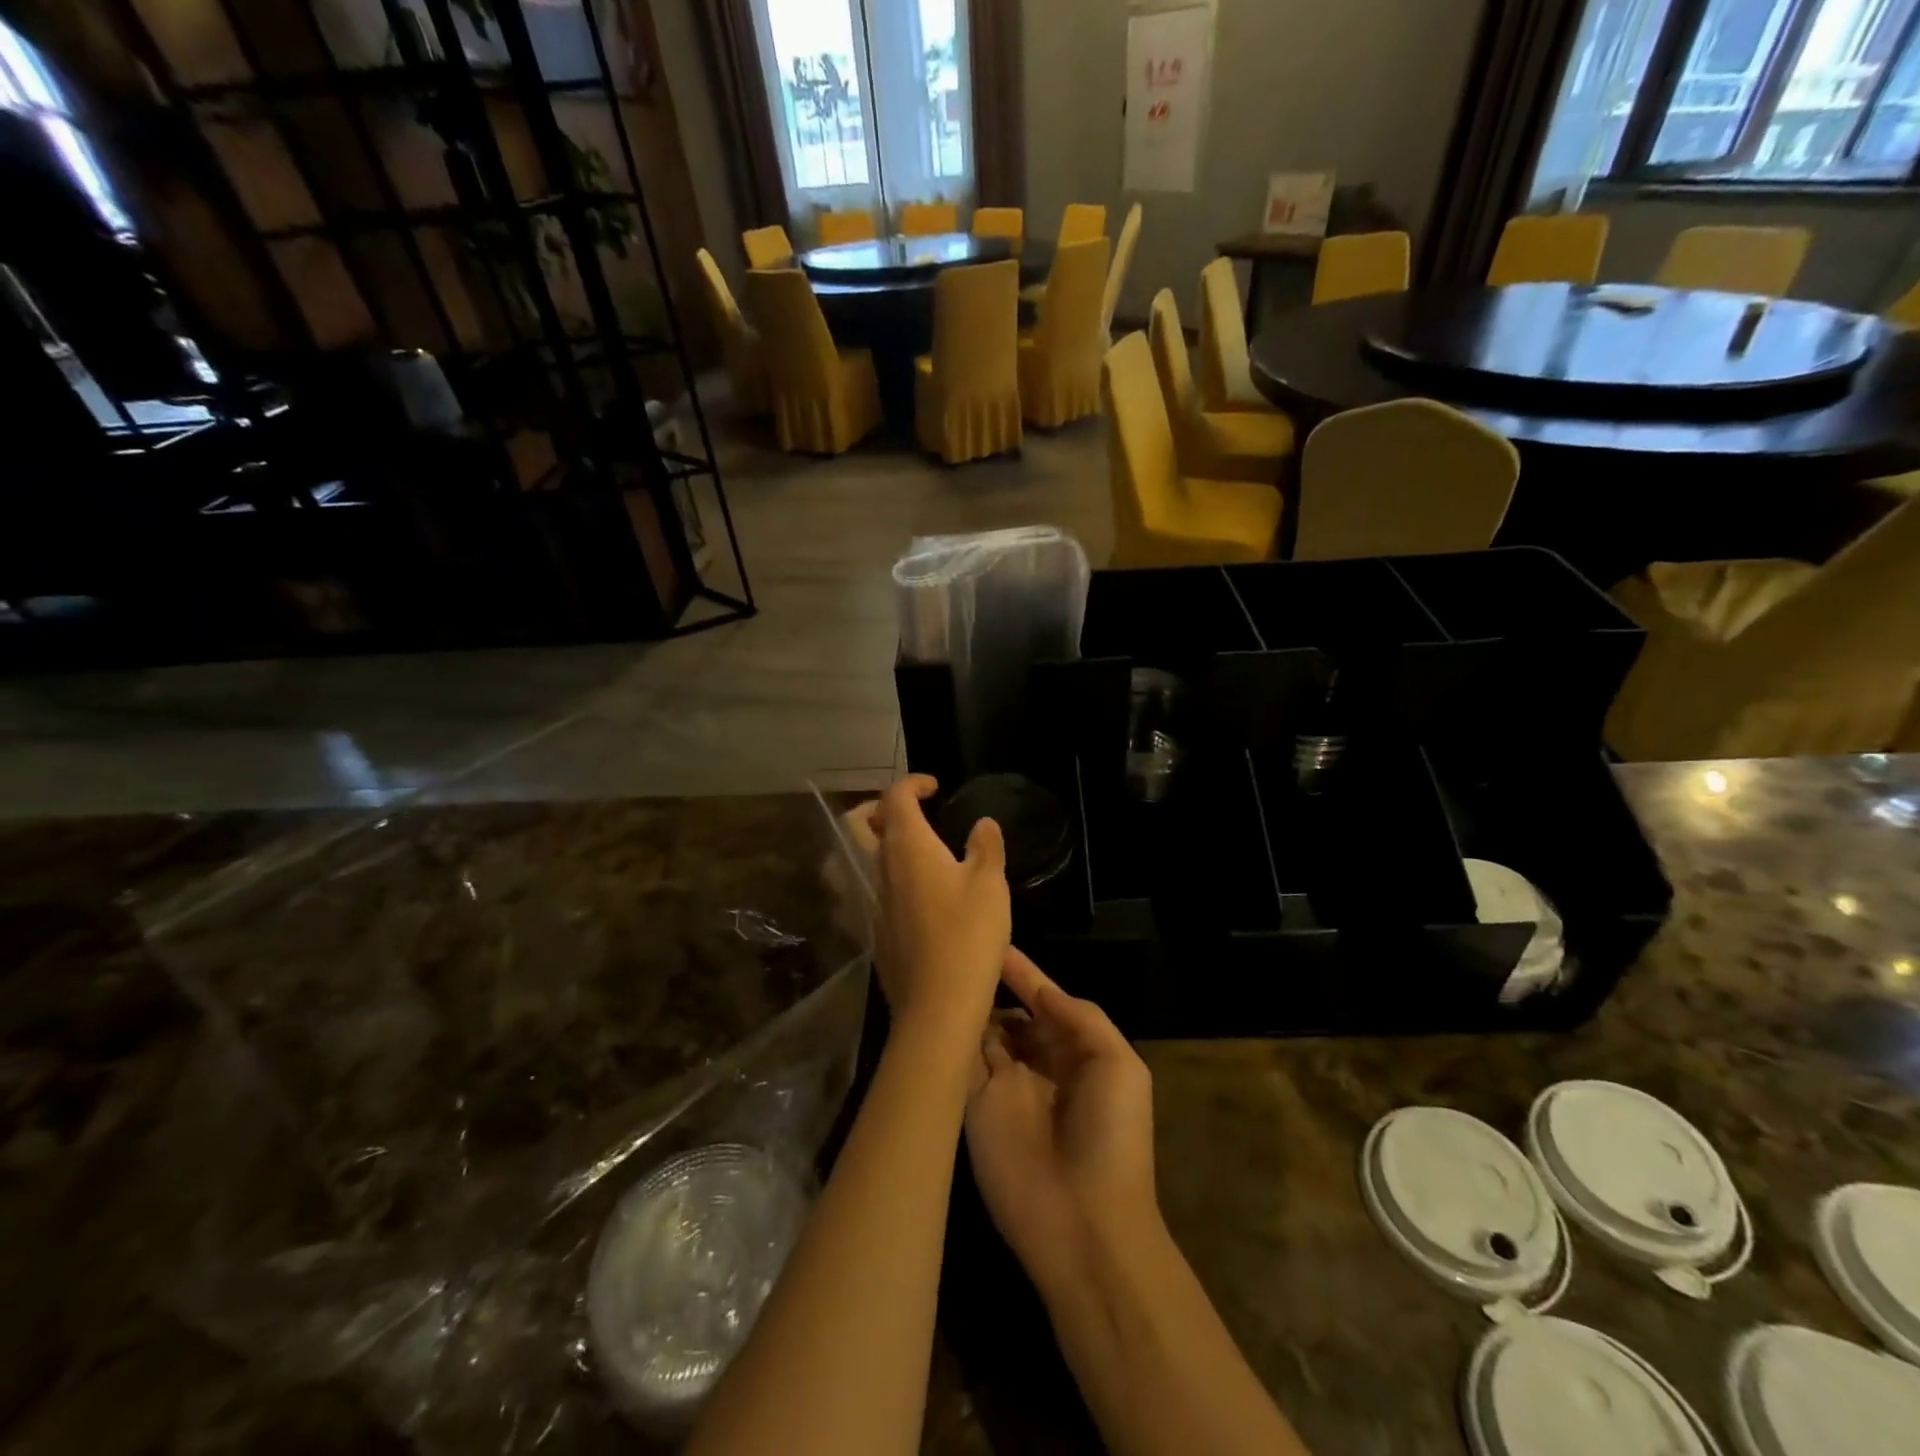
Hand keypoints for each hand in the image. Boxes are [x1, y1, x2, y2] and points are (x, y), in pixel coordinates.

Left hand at [867, 776, 1009, 1040]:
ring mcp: (870, 901)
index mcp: (907, 846)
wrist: (937, 1005)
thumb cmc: (968, 935)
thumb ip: (986, 847)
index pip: (895, 797)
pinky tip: (908, 895)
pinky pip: (865, 890)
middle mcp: (879, 867)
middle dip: (879, 807)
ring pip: (855, 858)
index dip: (912, 784)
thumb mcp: (990, 884)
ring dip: (873, 843)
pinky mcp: (871, 931)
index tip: (934, 787)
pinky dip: (880, 877)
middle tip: (910, 813)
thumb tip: (983, 823)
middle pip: (859, 822)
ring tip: (905, 850)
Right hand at [965, 949, 1157, 1290]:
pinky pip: (957, 1066)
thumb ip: (1080, 1017)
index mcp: (1074, 1053)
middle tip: (957, 955)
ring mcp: (1002, 1088)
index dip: (1022, 974)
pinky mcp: (973, 1110)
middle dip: (990, 988)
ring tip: (941, 973)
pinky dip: (947, 1041)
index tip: (994, 943)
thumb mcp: (1117, 1063)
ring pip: (980, 1036)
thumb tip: (1039, 991)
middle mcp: (1035, 1066)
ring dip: (966, 1010)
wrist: (1085, 1223)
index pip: (1043, 1002)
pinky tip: (930, 1011)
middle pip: (1009, 1017)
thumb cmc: (1111, 1135)